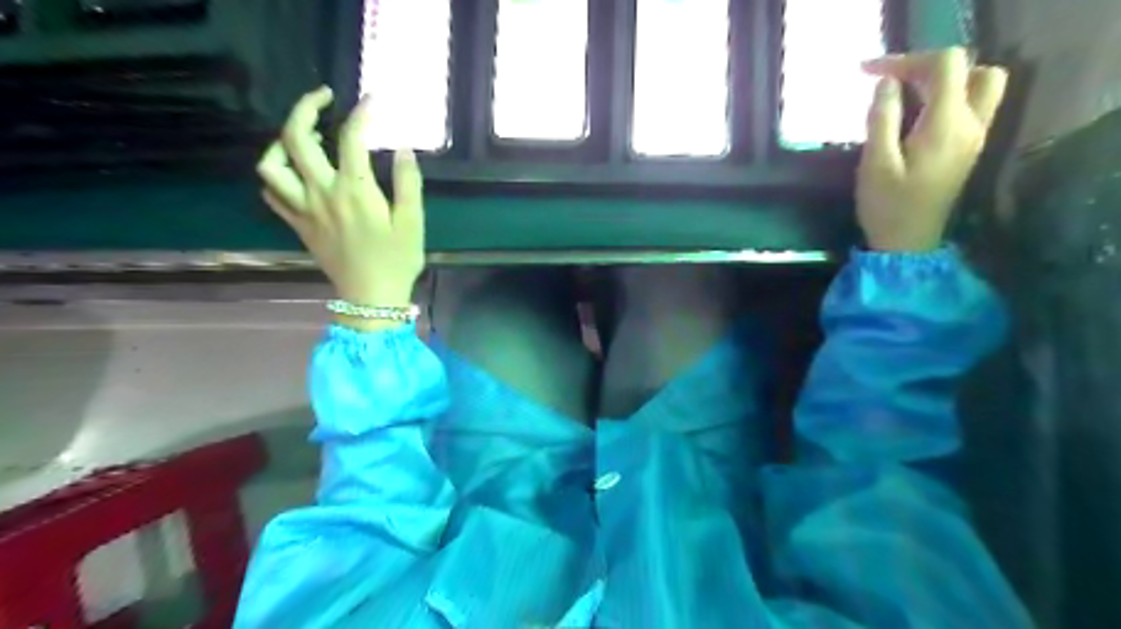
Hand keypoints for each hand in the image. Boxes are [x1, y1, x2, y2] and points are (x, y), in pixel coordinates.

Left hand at [255, 85, 426, 320]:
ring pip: (271, 165)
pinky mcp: (298, 225)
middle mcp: (322, 193)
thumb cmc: (397, 260)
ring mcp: (304, 209)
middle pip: (295, 138)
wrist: (371, 297)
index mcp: (354, 191)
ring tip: (304, 136)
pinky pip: (272, 194)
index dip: (361, 113)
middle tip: (324, 98)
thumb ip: (408, 183)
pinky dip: (277, 175)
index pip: (351, 138)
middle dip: (306, 107)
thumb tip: (403, 149)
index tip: (373, 100)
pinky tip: (295, 172)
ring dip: (281, 142)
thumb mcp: (413, 222)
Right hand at [860, 47, 1008, 249]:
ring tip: (905, 94)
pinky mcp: (969, 147)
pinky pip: (971, 105)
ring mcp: (975, 136)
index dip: (908, 60)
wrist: (909, 243)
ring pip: (979, 84)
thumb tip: (887, 84)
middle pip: (972, 68)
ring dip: (944, 80)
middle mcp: (971, 124)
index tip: (871, 74)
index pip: (945, 65)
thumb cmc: (887, 206)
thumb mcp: (875, 163)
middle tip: (894, 82)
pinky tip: (916, 113)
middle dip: (931, 67)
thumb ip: (882, 118)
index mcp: (946, 125)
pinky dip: (947, 96)